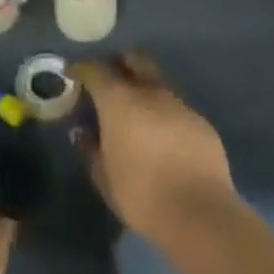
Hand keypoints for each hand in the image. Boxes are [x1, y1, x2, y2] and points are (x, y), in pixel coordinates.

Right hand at [72, 53, 236, 243]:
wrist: (199, 213)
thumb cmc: (141, 194)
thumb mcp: (104, 177)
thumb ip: (90, 149)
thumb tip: (82, 132)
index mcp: (120, 100)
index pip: (95, 70)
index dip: (81, 68)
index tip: (73, 74)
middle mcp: (150, 92)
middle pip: (134, 59)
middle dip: (119, 63)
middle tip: (109, 80)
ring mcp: (179, 104)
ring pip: (157, 81)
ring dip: (144, 87)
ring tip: (135, 111)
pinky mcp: (201, 121)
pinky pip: (176, 106)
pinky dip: (163, 112)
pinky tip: (162, 135)